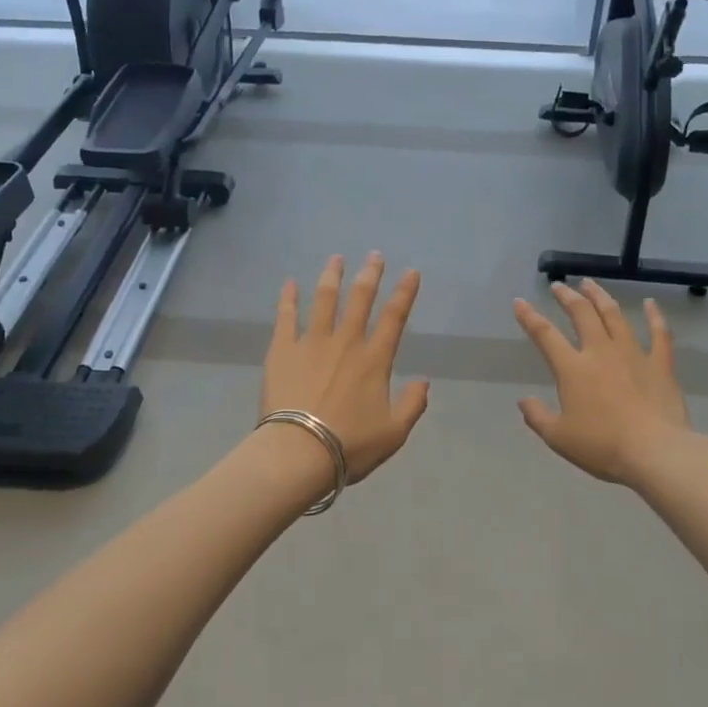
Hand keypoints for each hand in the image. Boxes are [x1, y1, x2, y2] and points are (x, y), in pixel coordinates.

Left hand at [264, 253, 430, 482]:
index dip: (405, 292)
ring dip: (332, 276)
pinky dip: (288, 298)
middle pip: (361, 299)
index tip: (411, 272)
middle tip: (374, 255)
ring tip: (336, 258)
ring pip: (324, 299)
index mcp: (375, 360)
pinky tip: (289, 283)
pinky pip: (286, 317)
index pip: (395, 318)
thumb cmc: (350, 445)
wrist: (299, 451)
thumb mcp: (394, 433)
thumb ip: (413, 405)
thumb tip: (424, 382)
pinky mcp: (283, 350)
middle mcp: (346, 342)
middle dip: (370, 274)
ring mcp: (312, 342)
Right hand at [513, 280, 693, 486]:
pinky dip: (655, 316)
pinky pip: (659, 333)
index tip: (520, 301)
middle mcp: (600, 352)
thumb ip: (537, 417)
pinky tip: (650, 303)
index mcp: (573, 369)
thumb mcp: (558, 437)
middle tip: (559, 286)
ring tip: (591, 284)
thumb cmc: (602, 446)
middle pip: (582, 314)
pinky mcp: (660, 364)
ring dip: (600, 297)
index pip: (545, 335)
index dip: (530, 317)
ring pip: (614, 315)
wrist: (655, 452)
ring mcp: (633, 354)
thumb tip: (524, 400)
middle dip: (568, 297)